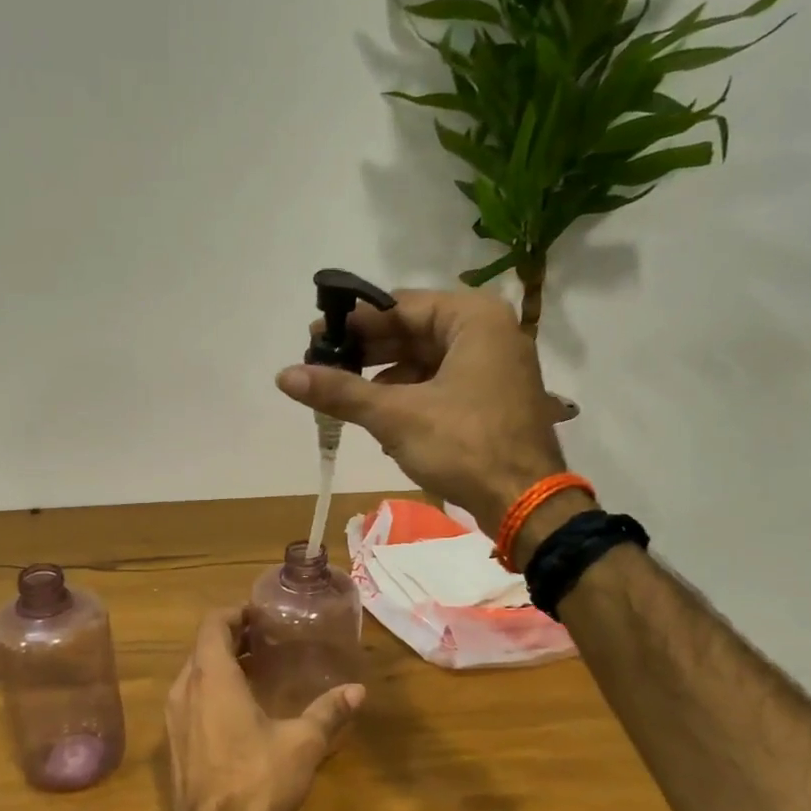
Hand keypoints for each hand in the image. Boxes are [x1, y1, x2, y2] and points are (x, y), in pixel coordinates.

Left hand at [162, 609, 364, 810]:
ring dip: (222, 665)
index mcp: (212, 677)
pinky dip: (213, 690)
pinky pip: (192, 699)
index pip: (213, 624)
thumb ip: (328, 712)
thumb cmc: (256, 781)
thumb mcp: (302, 744)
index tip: (261, 615)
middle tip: (268, 640)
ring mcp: (174, 717)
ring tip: (260, 670)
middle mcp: (185, 689)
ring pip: (195, 674)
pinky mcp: (174, 742)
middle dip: (233, 637)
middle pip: (203, 647)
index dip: (235, 613)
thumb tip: (357, 691)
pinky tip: (242, 709)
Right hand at [276, 288, 568, 536]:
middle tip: (323, 368)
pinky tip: (382, 420)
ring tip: (346, 398)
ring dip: (386, 379)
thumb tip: (284, 375)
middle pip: (413, 332)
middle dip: (368, 353)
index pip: (400, 307)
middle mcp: (489, 332)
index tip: (315, 339)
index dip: (354, 324)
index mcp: (473, 318)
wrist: (525, 502)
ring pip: (426, 360)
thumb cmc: (464, 446)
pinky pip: (442, 383)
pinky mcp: (492, 397)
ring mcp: (494, 366)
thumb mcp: (396, 416)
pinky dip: (410, 397)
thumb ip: (341, 392)